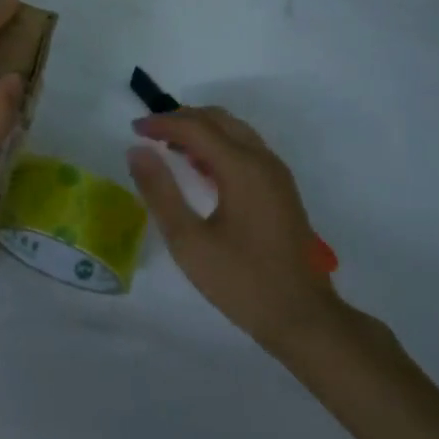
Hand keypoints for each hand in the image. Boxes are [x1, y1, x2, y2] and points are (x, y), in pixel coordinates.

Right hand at [128, 107, 345, 358]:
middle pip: (218, 119)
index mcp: (242, 168)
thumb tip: (137, 151)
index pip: (195, 126)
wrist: (305, 319)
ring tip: (170, 147)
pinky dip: (218, 144)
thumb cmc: (242, 281)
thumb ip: (160, 192)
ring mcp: (276, 174)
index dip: (161, 123)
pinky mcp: (281, 189)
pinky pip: (246, 148)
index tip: (134, 130)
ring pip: (234, 130)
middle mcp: (262, 161)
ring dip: (201, 129)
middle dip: (181, 119)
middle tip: (150, 134)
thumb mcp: (188, 241)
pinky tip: (201, 168)